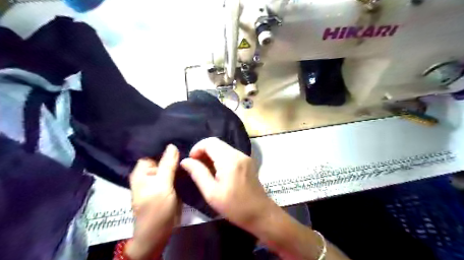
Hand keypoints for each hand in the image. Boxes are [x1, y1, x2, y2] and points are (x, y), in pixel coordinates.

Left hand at [126, 144, 181, 259]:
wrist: (159, 232)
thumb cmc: (156, 209)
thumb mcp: (162, 185)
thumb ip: (167, 165)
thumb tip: (172, 145)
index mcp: (142, 172)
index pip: (153, 152)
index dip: (164, 147)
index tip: (179, 140)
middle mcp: (149, 174)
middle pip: (162, 159)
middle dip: (174, 154)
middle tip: (189, 147)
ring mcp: (159, 180)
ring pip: (170, 166)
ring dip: (179, 163)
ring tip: (192, 154)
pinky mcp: (168, 186)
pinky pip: (174, 174)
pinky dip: (181, 170)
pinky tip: (190, 165)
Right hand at [180, 138, 274, 230]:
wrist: (260, 213)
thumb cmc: (234, 206)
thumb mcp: (211, 193)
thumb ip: (197, 173)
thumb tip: (185, 161)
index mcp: (229, 160)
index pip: (210, 142)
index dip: (197, 148)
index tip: (191, 161)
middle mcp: (238, 154)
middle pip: (217, 143)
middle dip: (203, 151)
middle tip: (196, 166)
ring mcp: (245, 156)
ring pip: (223, 147)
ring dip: (212, 154)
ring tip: (205, 169)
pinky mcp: (248, 161)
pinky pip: (230, 153)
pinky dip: (220, 157)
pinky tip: (217, 171)